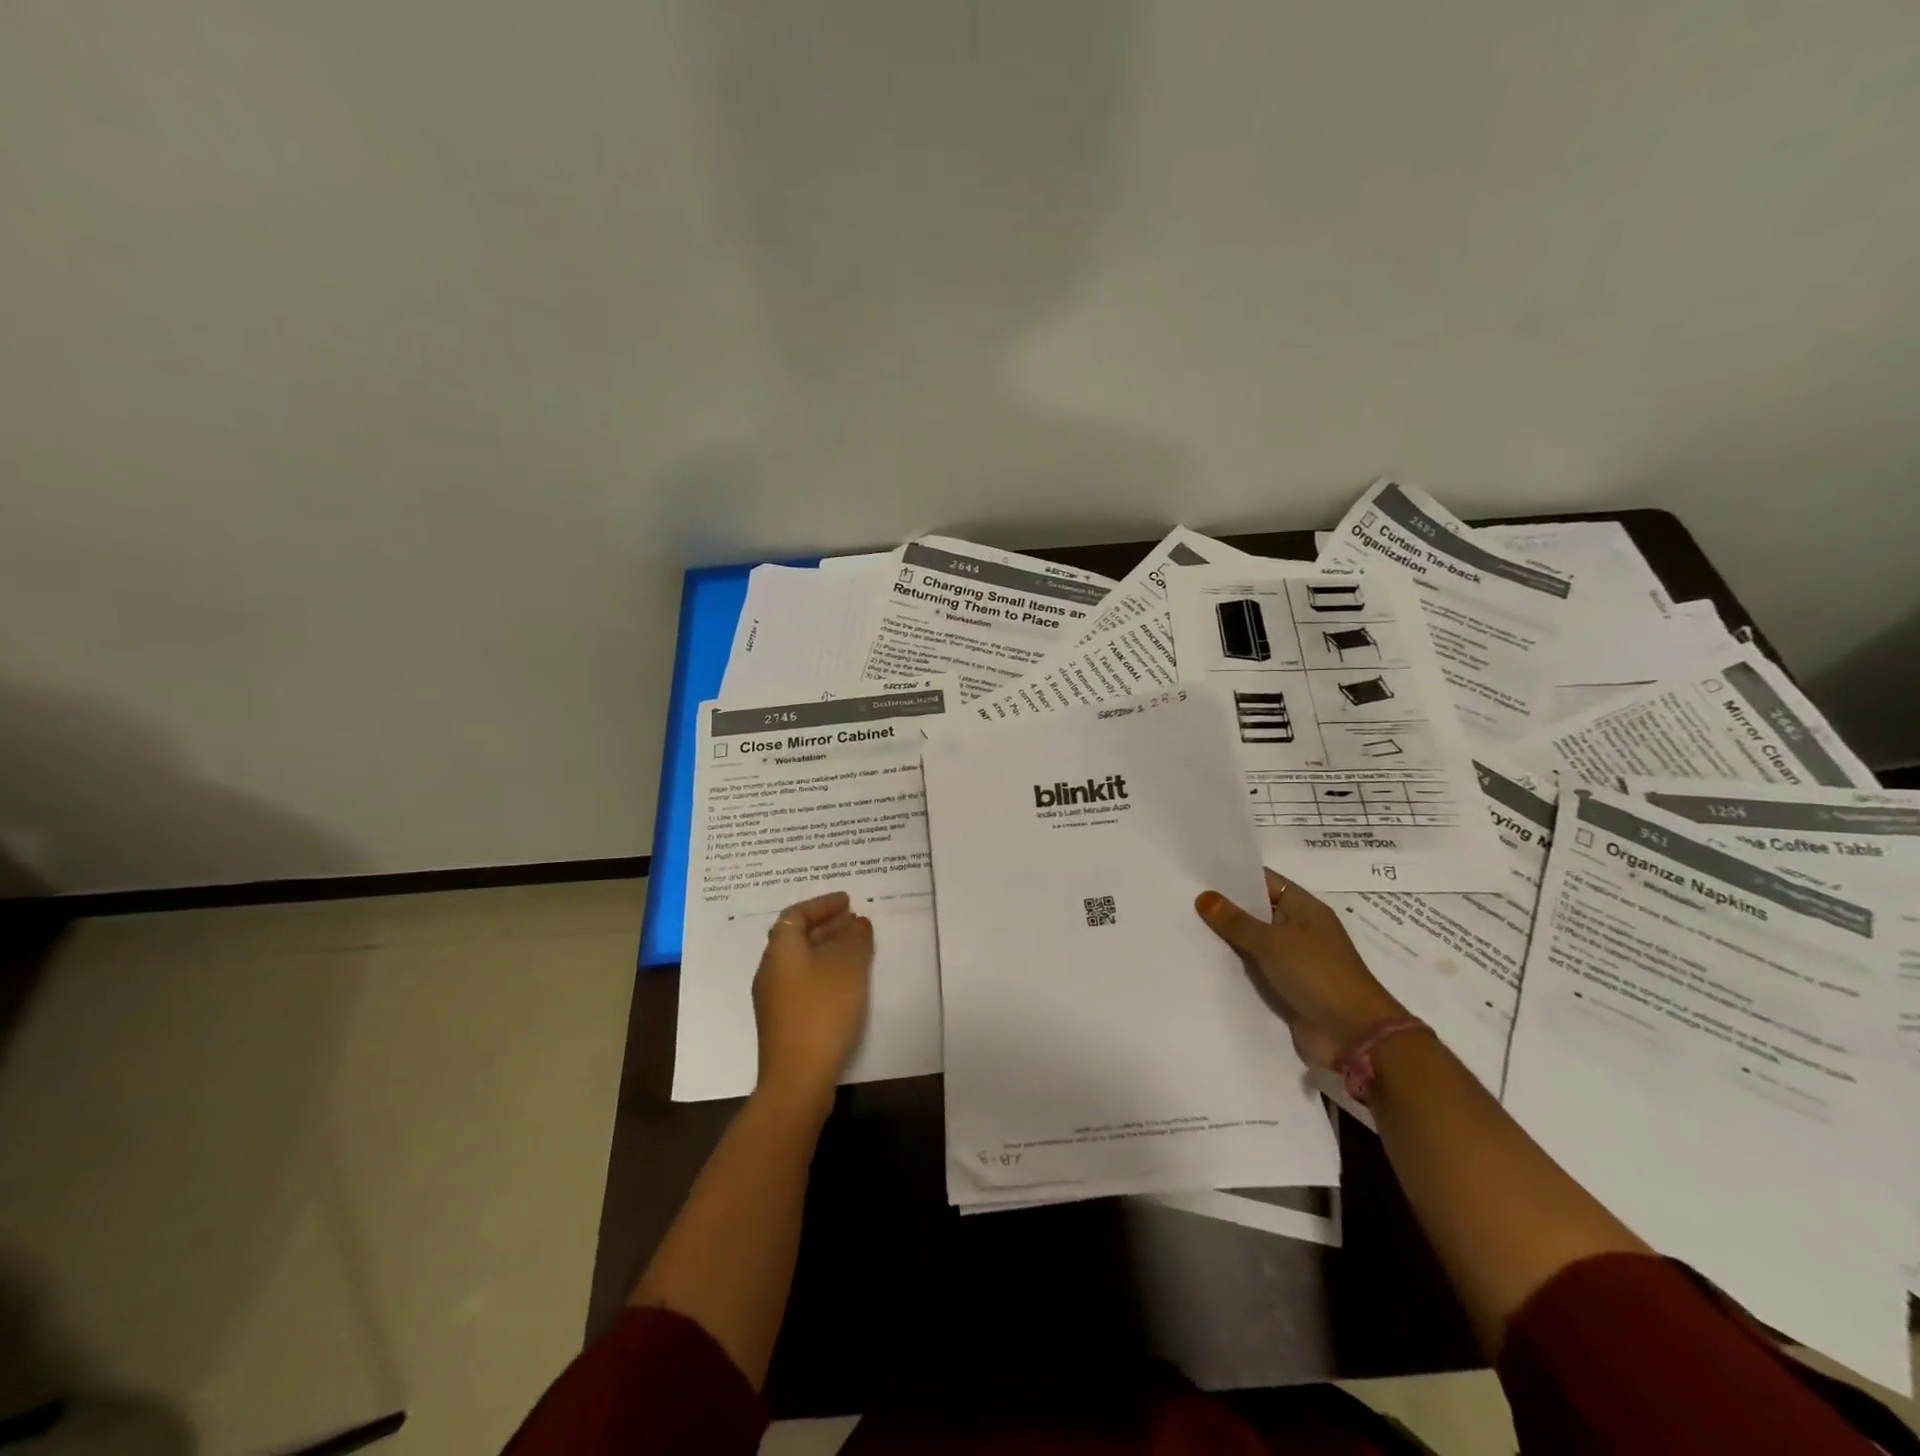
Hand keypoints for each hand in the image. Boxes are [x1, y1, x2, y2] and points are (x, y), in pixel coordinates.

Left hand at [752, 890, 873, 1110]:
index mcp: (780, 950)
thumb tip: (857, 923)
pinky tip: (846, 984)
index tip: (848, 901)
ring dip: (826, 950)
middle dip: (826, 926)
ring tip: (856, 949)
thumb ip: (855, 939)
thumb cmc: (822, 1011)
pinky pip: (803, 982)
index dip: (822, 904)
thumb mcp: (848, 967)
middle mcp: (770, 970)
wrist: (797, 1078)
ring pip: (800, 961)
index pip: (797, 914)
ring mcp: (773, 998)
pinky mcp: (782, 1021)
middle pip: (796, 937)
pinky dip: (823, 972)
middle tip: (855, 922)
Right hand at [1196, 870, 1404, 1068]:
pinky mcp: (1285, 987)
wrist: (1354, 1036)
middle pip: (1256, 911)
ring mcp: (1293, 959)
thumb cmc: (1318, 975)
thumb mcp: (1272, 942)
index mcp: (1305, 908)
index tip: (1198, 872)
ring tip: (1184, 925)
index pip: (1265, 881)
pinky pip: (1254, 968)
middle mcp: (1299, 929)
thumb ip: (1236, 921)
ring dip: (1226, 938)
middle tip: (1182, 896)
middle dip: (1224, 906)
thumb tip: (1204, 896)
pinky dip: (1234, 965)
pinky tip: (1203, 959)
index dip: (1234, 876)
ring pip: (1252, 941)